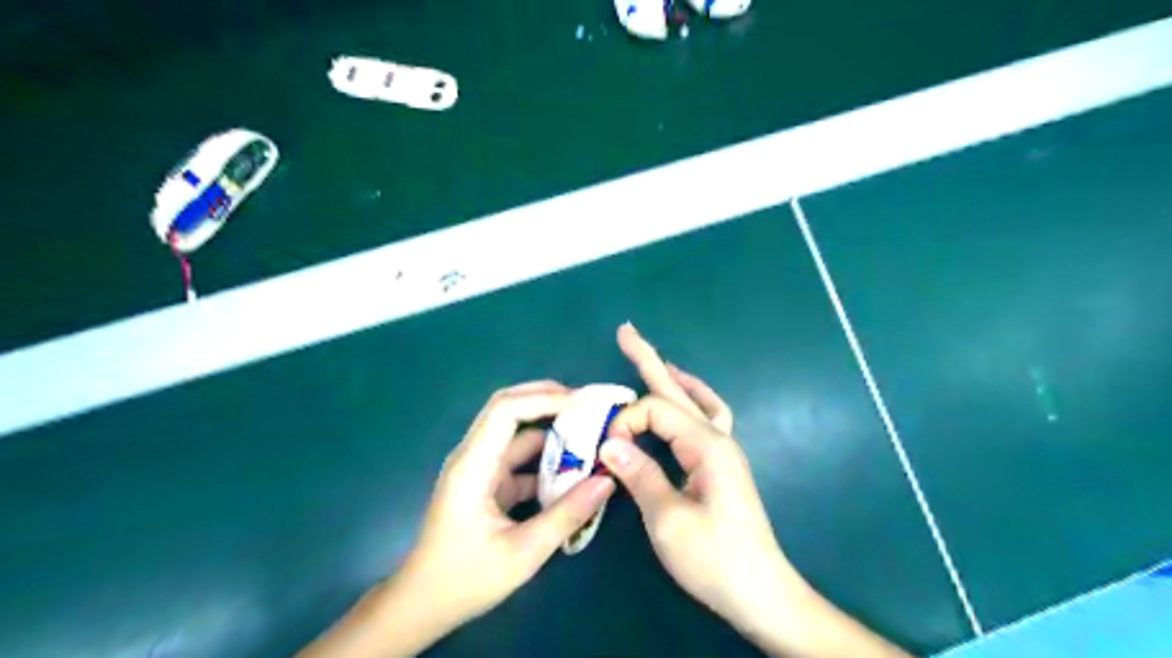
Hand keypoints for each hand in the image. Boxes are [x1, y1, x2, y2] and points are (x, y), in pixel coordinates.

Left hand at [297, 381, 614, 657]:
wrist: (422, 605)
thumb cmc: (464, 579)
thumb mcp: (522, 553)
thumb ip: (566, 515)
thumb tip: (607, 481)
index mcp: (473, 465)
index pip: (506, 409)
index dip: (544, 398)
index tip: (582, 403)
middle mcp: (474, 456)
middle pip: (509, 409)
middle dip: (549, 400)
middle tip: (589, 405)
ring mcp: (480, 469)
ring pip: (517, 434)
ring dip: (551, 431)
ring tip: (589, 434)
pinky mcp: (487, 483)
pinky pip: (519, 459)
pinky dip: (546, 459)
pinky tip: (573, 470)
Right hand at [609, 323, 908, 657]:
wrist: (760, 591)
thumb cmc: (715, 559)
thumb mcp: (668, 520)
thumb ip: (639, 475)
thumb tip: (609, 443)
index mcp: (706, 446)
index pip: (656, 410)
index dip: (626, 422)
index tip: (608, 452)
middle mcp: (717, 438)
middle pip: (677, 390)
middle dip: (649, 360)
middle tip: (627, 332)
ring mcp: (723, 450)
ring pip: (695, 400)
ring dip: (673, 378)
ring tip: (654, 360)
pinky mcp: (721, 465)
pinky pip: (706, 418)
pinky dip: (691, 401)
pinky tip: (682, 401)